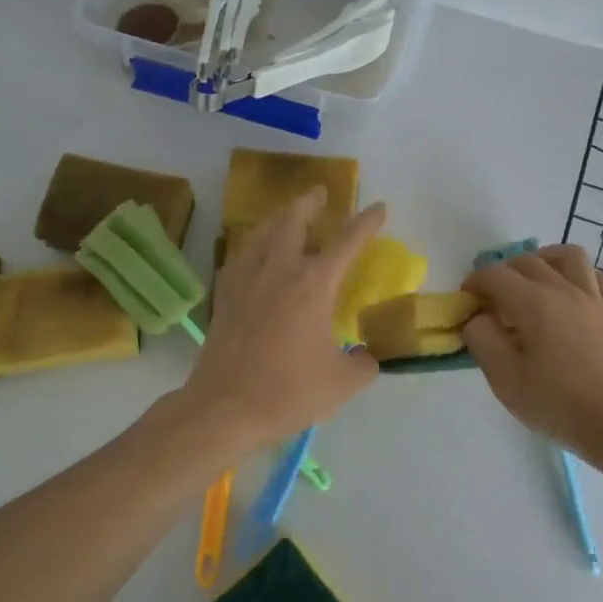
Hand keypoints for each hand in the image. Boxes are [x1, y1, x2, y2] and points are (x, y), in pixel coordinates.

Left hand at [178, 189, 385, 454]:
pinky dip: (253, 247)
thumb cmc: (288, 392)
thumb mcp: (342, 383)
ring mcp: (246, 282)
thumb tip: (365, 356)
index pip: (346, 242)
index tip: (379, 208)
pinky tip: (254, 255)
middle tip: (320, 192)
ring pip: (261, 234)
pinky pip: (240, 258)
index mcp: (313, 285)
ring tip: (287, 215)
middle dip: (309, 202)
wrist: (223, 409)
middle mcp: (278, 272)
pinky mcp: (224, 298)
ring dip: (279, 218)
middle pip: (292, 221)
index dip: (366, 223)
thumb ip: (363, 364)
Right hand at [461, 245, 602, 460]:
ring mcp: (594, 298)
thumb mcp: (505, 380)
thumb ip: (482, 341)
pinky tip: (571, 296)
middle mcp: (564, 289)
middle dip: (502, 273)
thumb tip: (478, 318)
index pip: (495, 275)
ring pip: (568, 256)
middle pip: (527, 261)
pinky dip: (578, 276)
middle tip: (493, 300)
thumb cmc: (558, 403)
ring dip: (544, 261)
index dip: (474, 282)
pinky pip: (597, 276)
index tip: (466, 300)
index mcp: (534, 303)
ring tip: (533, 283)